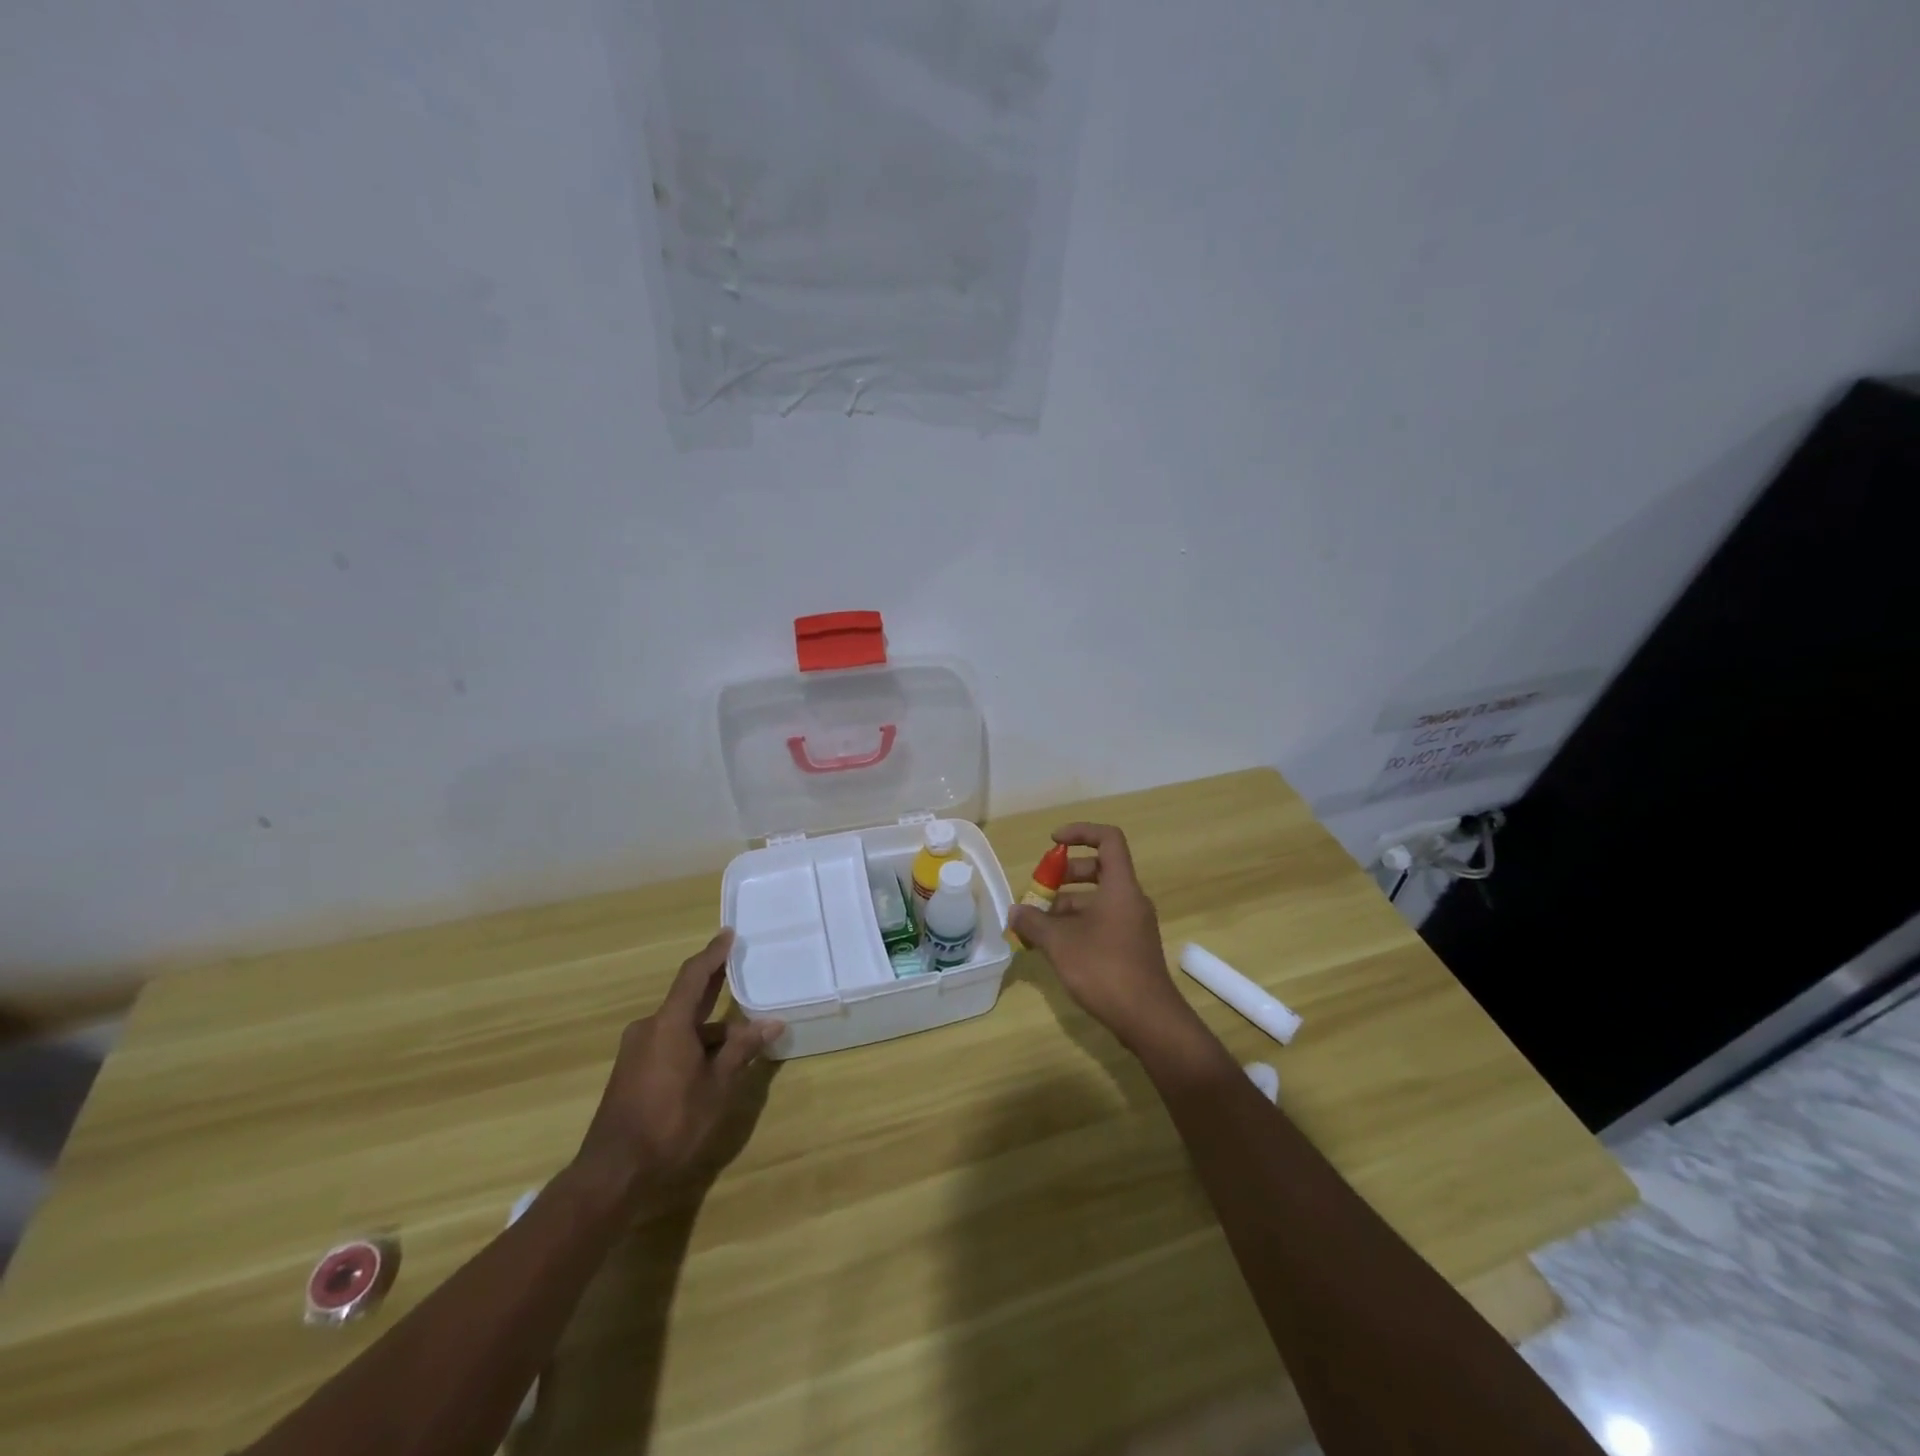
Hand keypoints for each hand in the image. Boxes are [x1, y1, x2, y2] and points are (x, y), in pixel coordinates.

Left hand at [573, 929, 784, 1207]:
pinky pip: (669, 1043)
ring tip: (743, 1038)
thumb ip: (742, 1050)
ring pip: (681, 1027)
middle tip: (740, 971)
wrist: (613, 1173)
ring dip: (710, 1029)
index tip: (729, 934)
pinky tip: (715, 1063)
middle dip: (714, 985)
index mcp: (669, 1024)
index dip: (713, 954)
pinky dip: (694, 1044)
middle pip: (687, 998)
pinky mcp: (633, 1072)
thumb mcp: (717, 1086)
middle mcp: (649, 1029)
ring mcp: (637, 1051)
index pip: (694, 976)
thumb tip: (772, 1022)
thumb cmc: (671, 1123)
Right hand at [1007, 823, 1200, 1054]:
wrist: (1148, 1019)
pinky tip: (1054, 947)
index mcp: (1120, 887)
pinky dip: (1077, 925)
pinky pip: (1102, 922)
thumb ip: (1034, 922)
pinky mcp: (1131, 947)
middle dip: (1065, 875)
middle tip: (1039, 890)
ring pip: (1097, 899)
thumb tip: (1014, 911)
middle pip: (1099, 869)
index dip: (1080, 833)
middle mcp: (1130, 900)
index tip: (1052, 843)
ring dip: (1066, 905)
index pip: (1108, 839)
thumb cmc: (1104, 969)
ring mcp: (1133, 925)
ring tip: (1036, 925)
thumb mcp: (1060, 943)